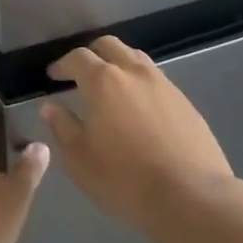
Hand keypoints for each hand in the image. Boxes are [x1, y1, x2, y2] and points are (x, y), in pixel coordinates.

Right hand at [41, 35, 236, 230]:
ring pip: (136, 58)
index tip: (53, 76)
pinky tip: (138, 108)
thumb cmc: (124, 178)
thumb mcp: (79, 158)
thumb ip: (62, 126)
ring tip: (110, 87)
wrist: (191, 196)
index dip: (62, 65)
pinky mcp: (185, 102)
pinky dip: (140, 83)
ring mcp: (164, 85)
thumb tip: (51, 106)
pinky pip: (156, 80)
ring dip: (118, 64)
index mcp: (104, 81)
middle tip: (80, 74)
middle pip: (109, 46)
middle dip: (91, 55)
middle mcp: (134, 73)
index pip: (77, 58)